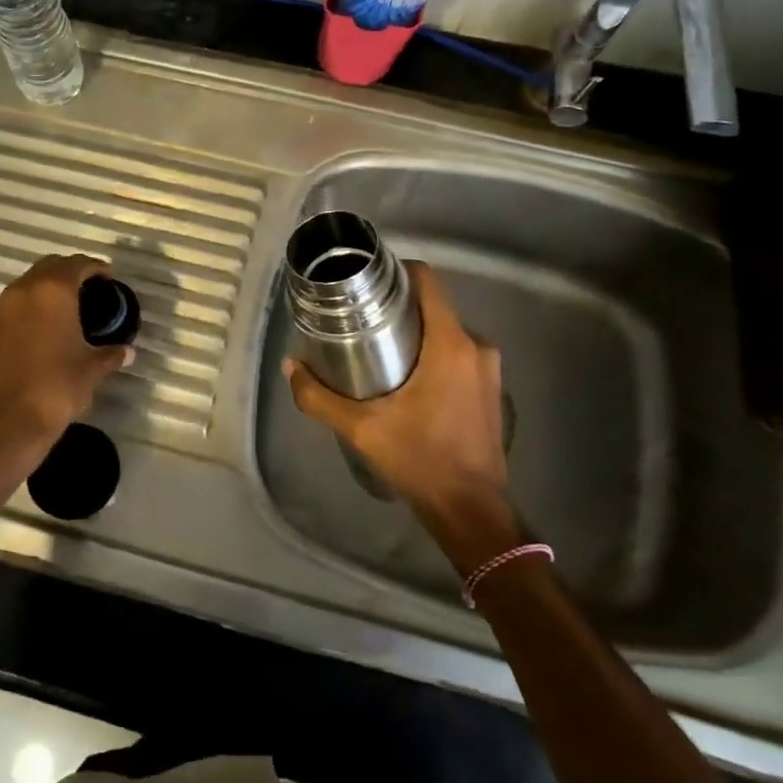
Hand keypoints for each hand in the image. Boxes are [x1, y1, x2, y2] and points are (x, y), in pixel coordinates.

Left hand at [0, 255, 132, 475]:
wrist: (6, 423)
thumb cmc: (57, 388)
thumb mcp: (92, 370)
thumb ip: (111, 354)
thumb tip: (128, 352)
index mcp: (53, 291)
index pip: (77, 264)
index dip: (96, 268)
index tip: (108, 278)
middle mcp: (22, 291)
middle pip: (48, 267)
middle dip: (69, 273)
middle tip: (86, 290)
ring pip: (24, 287)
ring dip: (43, 292)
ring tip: (60, 312)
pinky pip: (7, 310)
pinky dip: (24, 313)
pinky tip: (34, 334)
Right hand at [282, 262, 519, 566]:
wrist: (470, 510)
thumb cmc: (420, 459)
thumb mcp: (362, 428)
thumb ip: (320, 396)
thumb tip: (291, 367)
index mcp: (450, 344)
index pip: (428, 282)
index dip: (398, 272)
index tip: (370, 280)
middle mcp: (476, 347)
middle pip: (435, 307)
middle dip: (401, 307)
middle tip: (364, 317)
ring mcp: (490, 370)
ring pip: (447, 332)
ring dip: (418, 333)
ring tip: (381, 346)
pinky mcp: (492, 390)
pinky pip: (460, 354)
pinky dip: (435, 354)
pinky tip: (409, 376)